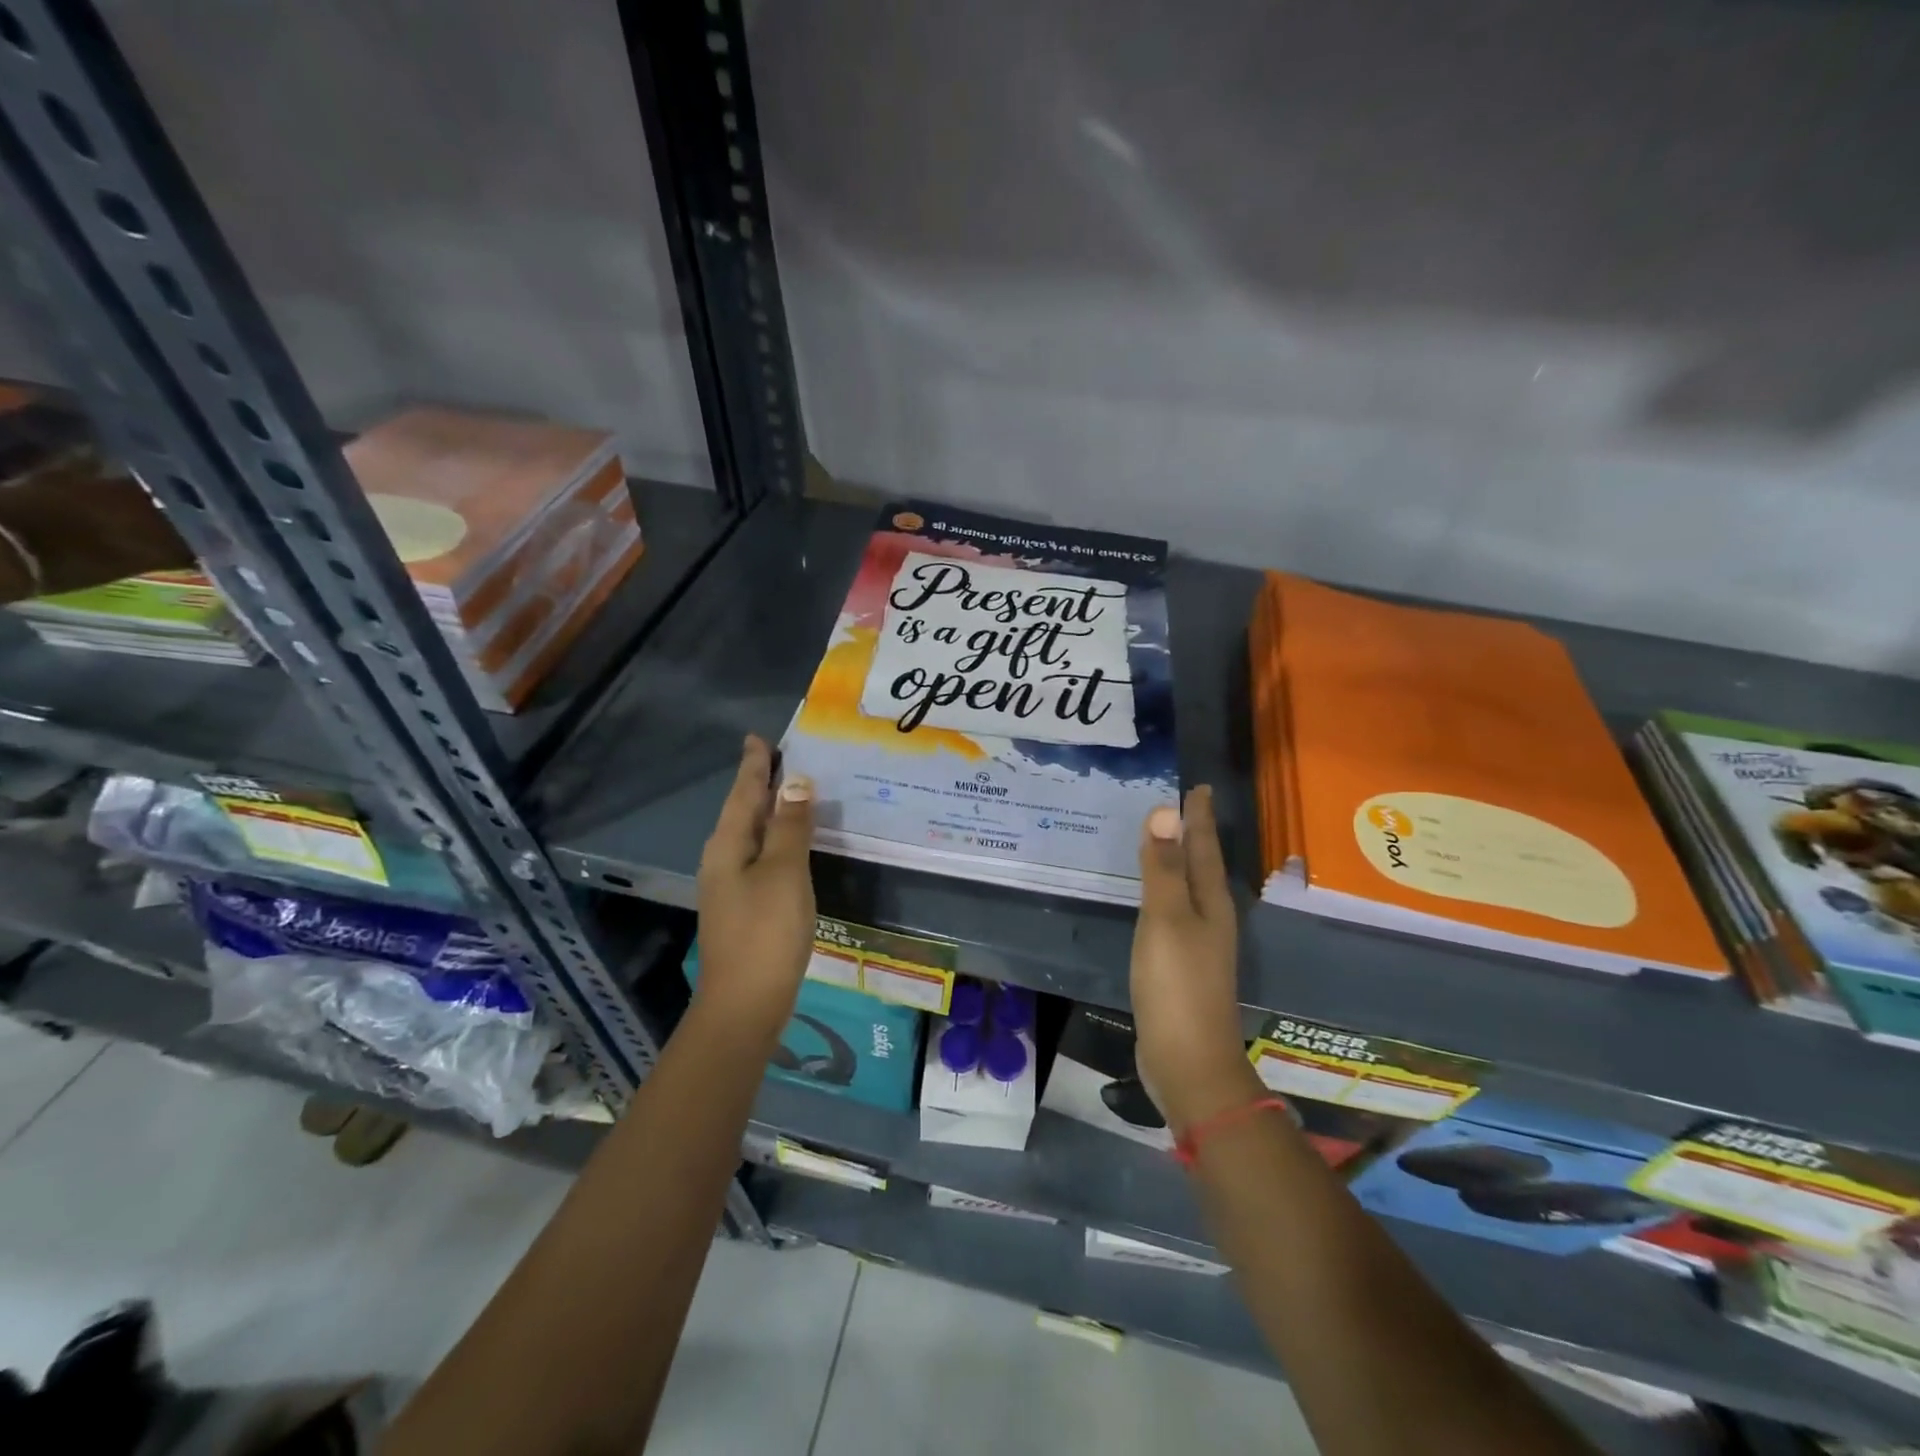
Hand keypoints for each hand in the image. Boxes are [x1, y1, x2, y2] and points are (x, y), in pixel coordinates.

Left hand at [693, 736, 815, 1044]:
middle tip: (778, 757)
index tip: (758, 738)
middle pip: (742, 811)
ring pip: (750, 835)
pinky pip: (758, 857)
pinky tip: (790, 843)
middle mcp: (722, 860)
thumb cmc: (766, 932)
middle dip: (758, 784)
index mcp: (727, 845)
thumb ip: (790, 826)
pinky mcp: (743, 907)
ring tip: (788, 791)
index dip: (754, 765)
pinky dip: (774, 839)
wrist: (745, 1005)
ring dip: (768, 811)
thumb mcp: (784, 872)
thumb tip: (795, 781)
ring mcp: (730, 886)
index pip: (743, 793)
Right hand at [1130, 786, 1260, 1133]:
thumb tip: (1166, 810)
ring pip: (1190, 889)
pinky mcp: (1182, 965)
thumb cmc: (1177, 984)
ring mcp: (1199, 944)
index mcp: (1211, 902)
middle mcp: (1211, 918)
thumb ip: (1164, 867)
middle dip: (1194, 834)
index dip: (1199, 816)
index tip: (1198, 786)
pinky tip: (1154, 896)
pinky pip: (1174, 913)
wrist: (1188, 1061)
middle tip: (1179, 805)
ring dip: (1180, 862)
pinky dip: (1165, 892)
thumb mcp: (1165, 919)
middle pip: (1202, 865)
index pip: (1204, 846)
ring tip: (1165, 841)